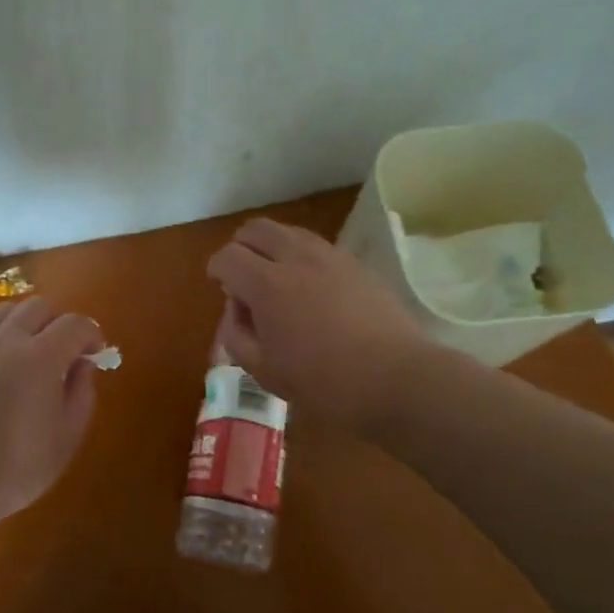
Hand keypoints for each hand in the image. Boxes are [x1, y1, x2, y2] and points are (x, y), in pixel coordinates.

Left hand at [0, 298, 104, 525]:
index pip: (74, 323)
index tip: (94, 353)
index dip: (91, 333)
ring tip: (28, 351)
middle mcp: (7, 339)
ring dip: (25, 323)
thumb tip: (83, 364)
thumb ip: (82, 394)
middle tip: (62, 350)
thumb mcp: (66, 439)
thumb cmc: (16, 466)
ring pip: (7, 311)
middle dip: (58, 322)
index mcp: (41, 357)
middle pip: (39, 306)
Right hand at [208, 219, 435, 438]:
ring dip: (272, 247)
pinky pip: (317, 245)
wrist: (397, 379)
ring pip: (288, 231)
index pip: (227, 256)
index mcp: (267, 284)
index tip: (220, 287)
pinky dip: (301, 256)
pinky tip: (310, 287)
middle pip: (256, 229)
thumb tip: (236, 308)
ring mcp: (330, 256)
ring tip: (276, 279)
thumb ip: (237, 334)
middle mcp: (296, 258)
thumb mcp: (264, 371)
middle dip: (241, 246)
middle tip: (242, 276)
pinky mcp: (356, 264)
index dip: (216, 269)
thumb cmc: (324, 383)